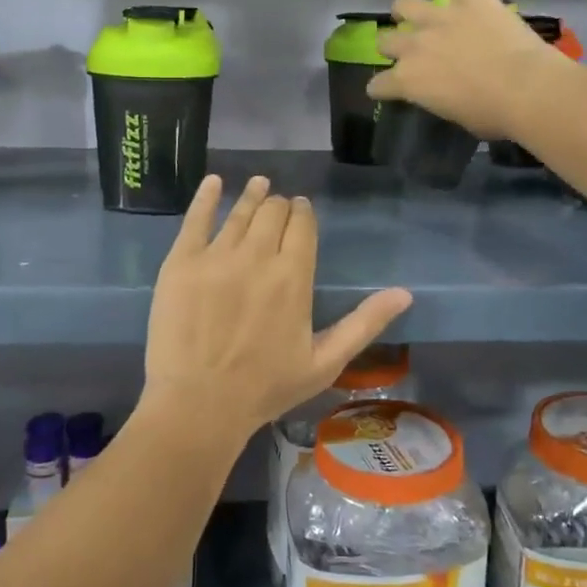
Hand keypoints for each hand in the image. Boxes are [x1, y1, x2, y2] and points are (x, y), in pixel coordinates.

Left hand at [143, 175, 412, 445]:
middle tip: (279, 207)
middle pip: (272, 213)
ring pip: (239, 212)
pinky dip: (206, 197)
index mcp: (293, 276)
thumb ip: (364, 323)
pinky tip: (214, 182)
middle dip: (280, 206)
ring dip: (252, 195)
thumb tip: (405, 293)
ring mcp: (216, 256)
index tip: (301, 210)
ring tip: (259, 184)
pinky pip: (195, 219)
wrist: (199, 404)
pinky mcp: (181, 262)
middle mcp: (257, 255)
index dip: (303, 213)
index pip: (302, 225)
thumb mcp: (326, 361)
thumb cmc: (266, 388)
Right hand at [368, 0, 570, 140]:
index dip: (381, 87)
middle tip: (407, 49)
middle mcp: (414, 46)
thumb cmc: (493, 114)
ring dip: (405, 9)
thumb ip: (438, 97)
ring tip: (411, 11)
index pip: (379, 84)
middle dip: (392, 46)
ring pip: (405, 4)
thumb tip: (442, 92)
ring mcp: (439, 17)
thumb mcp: (455, 115)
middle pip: (386, 41)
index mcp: (408, 81)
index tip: (384, 88)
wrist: (526, 88)